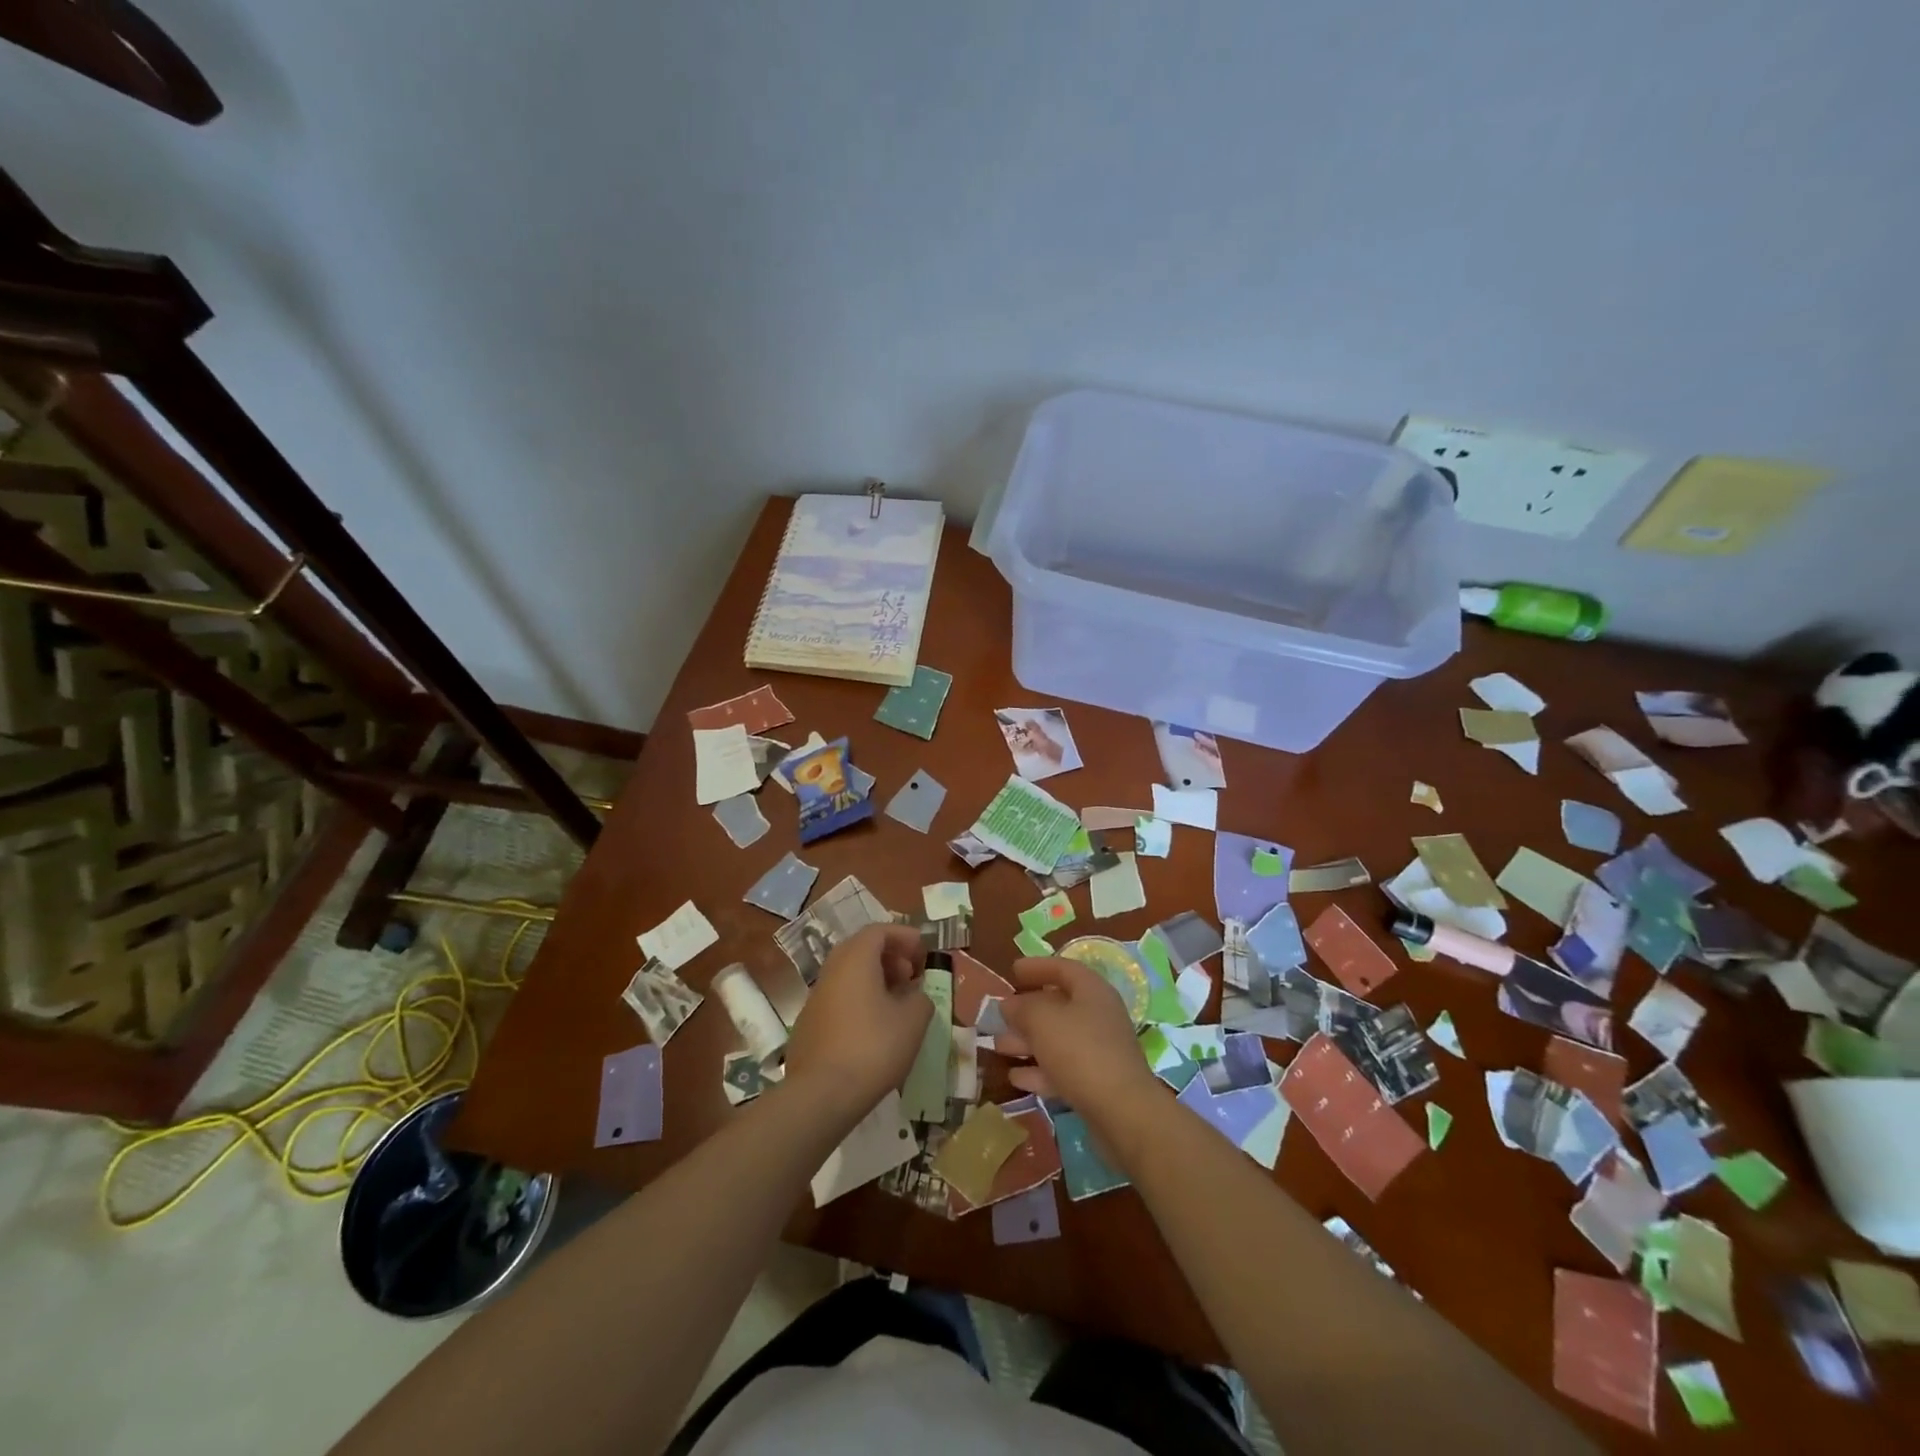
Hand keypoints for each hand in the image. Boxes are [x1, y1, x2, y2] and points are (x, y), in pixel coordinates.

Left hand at [783, 924, 931, 1130]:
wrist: (821, 1095)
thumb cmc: (873, 1047)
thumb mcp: (913, 1020)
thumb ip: (920, 998)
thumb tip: (914, 995)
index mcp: (855, 959)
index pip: (879, 931)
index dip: (904, 936)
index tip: (923, 951)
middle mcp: (831, 970)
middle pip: (861, 949)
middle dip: (889, 957)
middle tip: (911, 975)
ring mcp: (815, 998)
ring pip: (848, 975)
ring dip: (874, 980)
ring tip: (897, 1004)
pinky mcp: (808, 1025)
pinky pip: (839, 999)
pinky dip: (859, 1001)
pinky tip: (874, 1029)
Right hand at [996, 957, 1160, 1123]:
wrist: (1122, 1113)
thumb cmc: (1080, 1051)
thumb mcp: (1042, 1020)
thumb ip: (1021, 1008)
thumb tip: (1009, 1004)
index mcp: (1092, 991)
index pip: (1063, 968)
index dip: (1037, 967)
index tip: (1012, 971)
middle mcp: (1098, 1016)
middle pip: (1058, 1005)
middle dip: (1026, 1010)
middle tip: (999, 1014)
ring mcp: (1099, 1051)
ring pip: (1057, 1039)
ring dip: (1027, 1041)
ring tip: (998, 1045)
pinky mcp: (1096, 1083)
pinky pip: (1062, 1068)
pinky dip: (1039, 1070)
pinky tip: (1015, 1077)